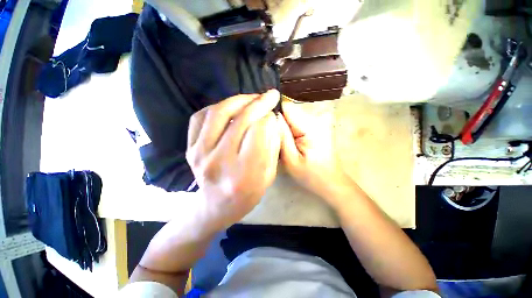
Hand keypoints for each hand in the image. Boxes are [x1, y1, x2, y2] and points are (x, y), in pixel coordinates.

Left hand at [186, 90, 281, 229]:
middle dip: (259, 103)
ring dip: (239, 100)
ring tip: (252, 98)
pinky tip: (230, 108)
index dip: (269, 119)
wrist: (216, 206)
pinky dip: (218, 106)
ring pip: (220, 112)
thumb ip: (272, 146)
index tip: (273, 116)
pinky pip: (201, 116)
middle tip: (270, 96)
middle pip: (242, 119)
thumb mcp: (269, 175)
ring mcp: (200, 153)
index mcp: (246, 173)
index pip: (260, 131)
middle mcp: (220, 161)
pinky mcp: (189, 148)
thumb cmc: (248, 194)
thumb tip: (271, 118)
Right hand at [279, 100, 352, 202]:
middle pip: (289, 111)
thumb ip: (282, 136)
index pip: (287, 108)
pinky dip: (290, 130)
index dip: (274, 113)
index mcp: (310, 127)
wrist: (330, 182)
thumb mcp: (291, 159)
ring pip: (292, 116)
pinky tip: (289, 141)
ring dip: (284, 126)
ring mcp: (318, 122)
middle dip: (278, 122)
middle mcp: (316, 119)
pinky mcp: (316, 126)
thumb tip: (271, 116)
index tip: (264, 124)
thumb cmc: (310, 175)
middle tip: (273, 137)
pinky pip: (297, 122)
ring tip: (281, 141)